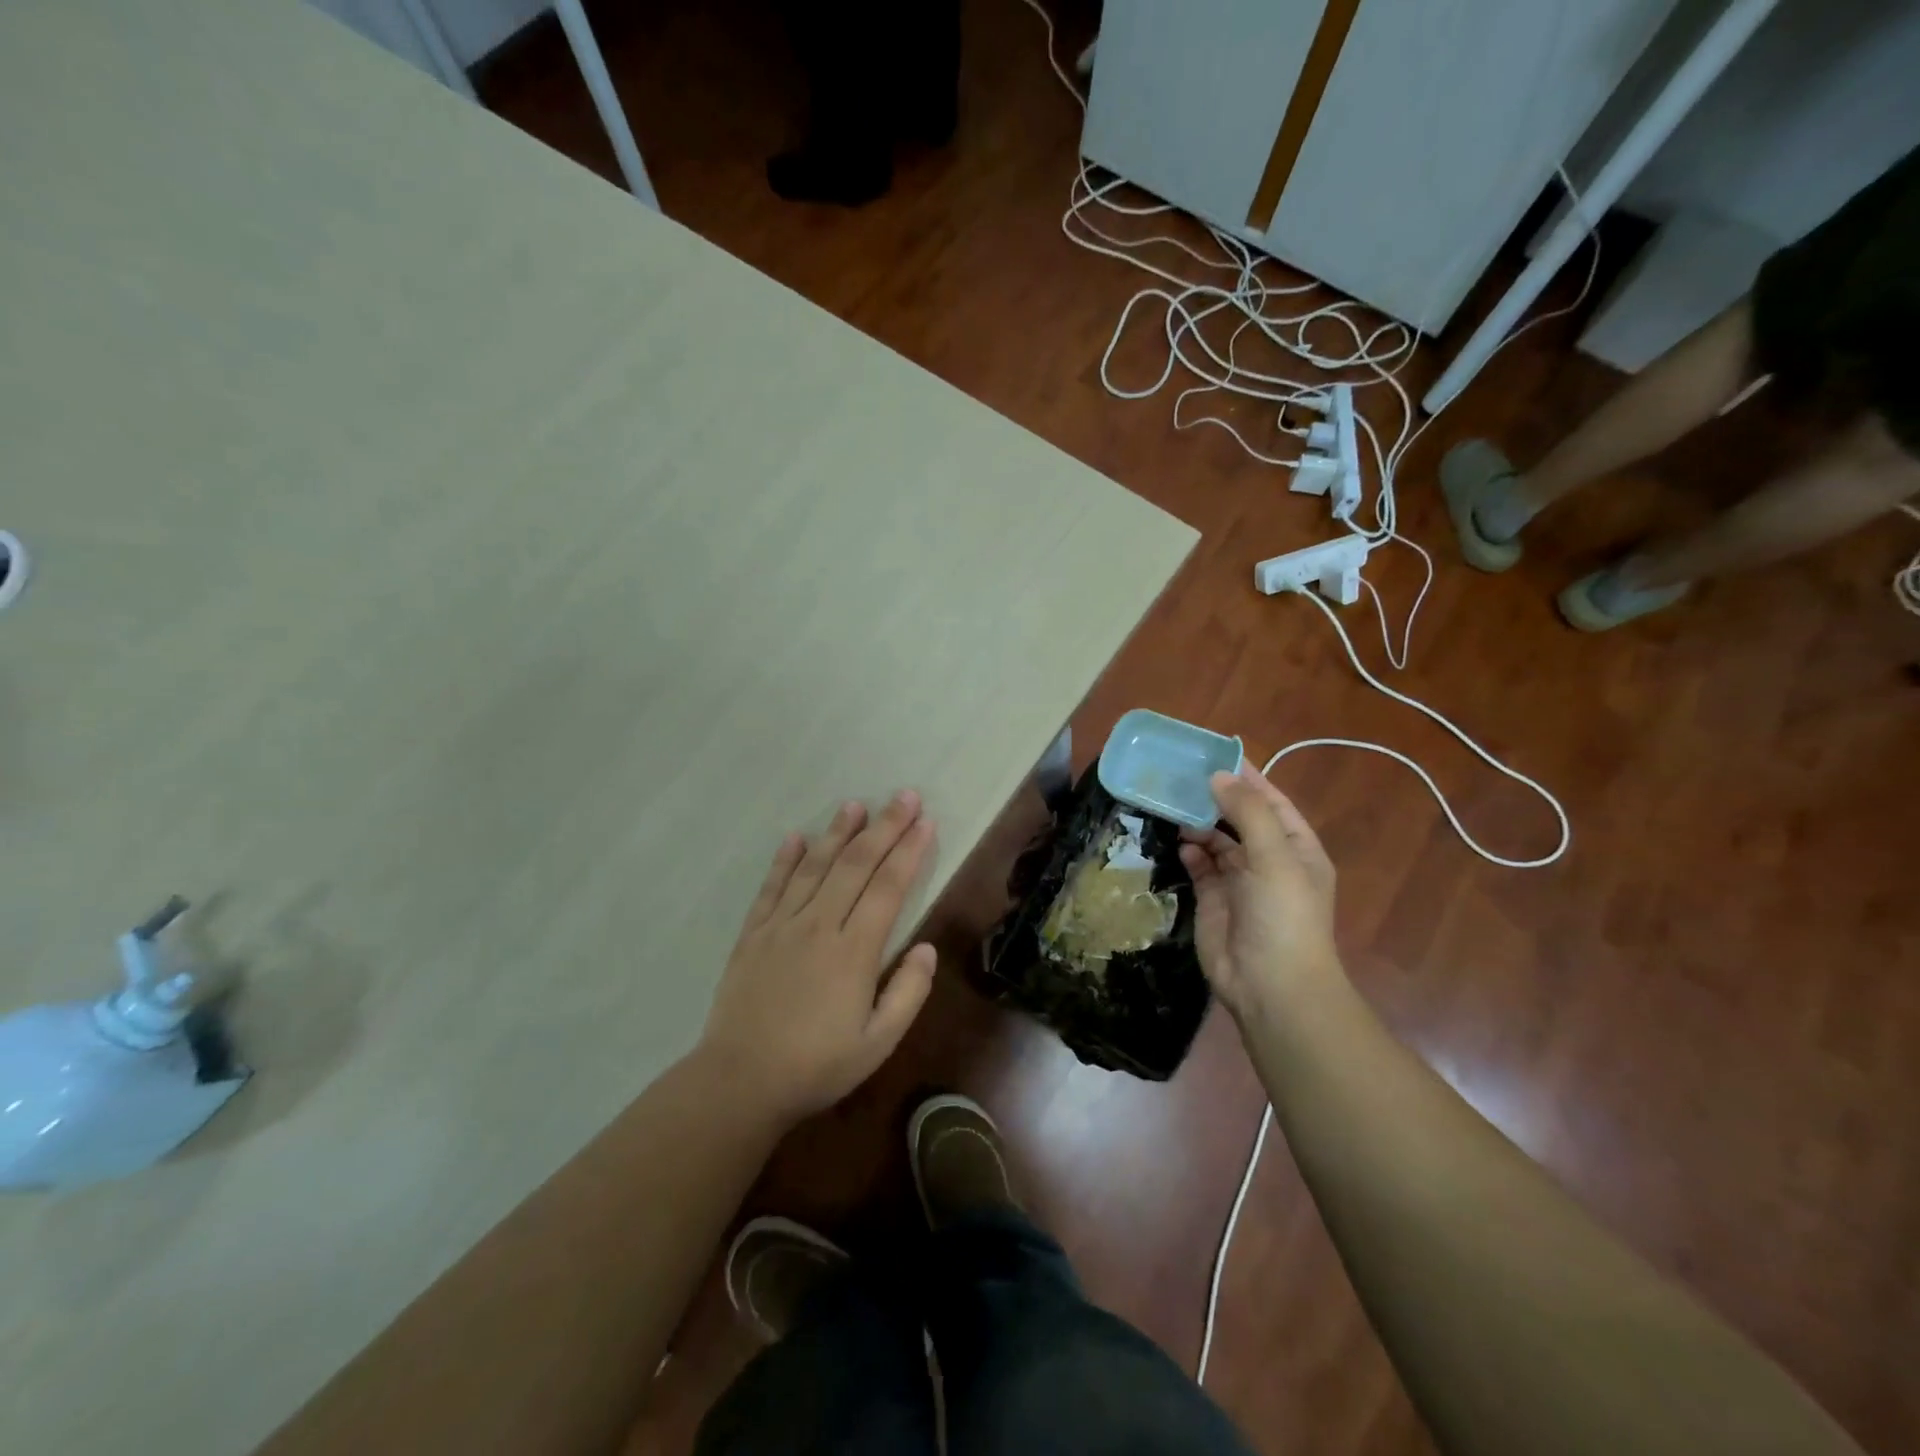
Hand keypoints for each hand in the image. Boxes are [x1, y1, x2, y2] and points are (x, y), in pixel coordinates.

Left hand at [699, 791, 937, 1124]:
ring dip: (837, 832)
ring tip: (855, 804)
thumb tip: (926, 947)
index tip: (925, 822)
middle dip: (884, 827)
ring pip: (815, 867)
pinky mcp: (753, 934)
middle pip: (856, 865)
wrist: (739, 1081)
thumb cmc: (817, 1066)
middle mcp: (819, 926)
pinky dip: (785, 859)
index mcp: (854, 951)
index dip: (909, 851)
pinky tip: (796, 837)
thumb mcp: (878, 1043)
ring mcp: (782, 926)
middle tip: (904, 796)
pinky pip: (772, 887)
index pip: (888, 887)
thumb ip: (908, 993)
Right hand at [1179, 763, 1340, 1019]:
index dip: (1247, 778)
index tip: (1214, 754)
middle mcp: (1269, 861)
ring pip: (1217, 842)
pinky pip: (1201, 867)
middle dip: (1215, 798)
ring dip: (1199, 824)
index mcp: (1296, 848)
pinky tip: (1178, 843)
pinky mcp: (1214, 901)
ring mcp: (1241, 882)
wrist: (1271, 987)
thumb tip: (1218, 776)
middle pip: (1240, 819)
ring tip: (1172, 805)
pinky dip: (1190, 853)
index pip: (1271, 802)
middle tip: (1180, 775)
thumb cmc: (1283, 916)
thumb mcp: (1274, 857)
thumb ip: (1247, 812)